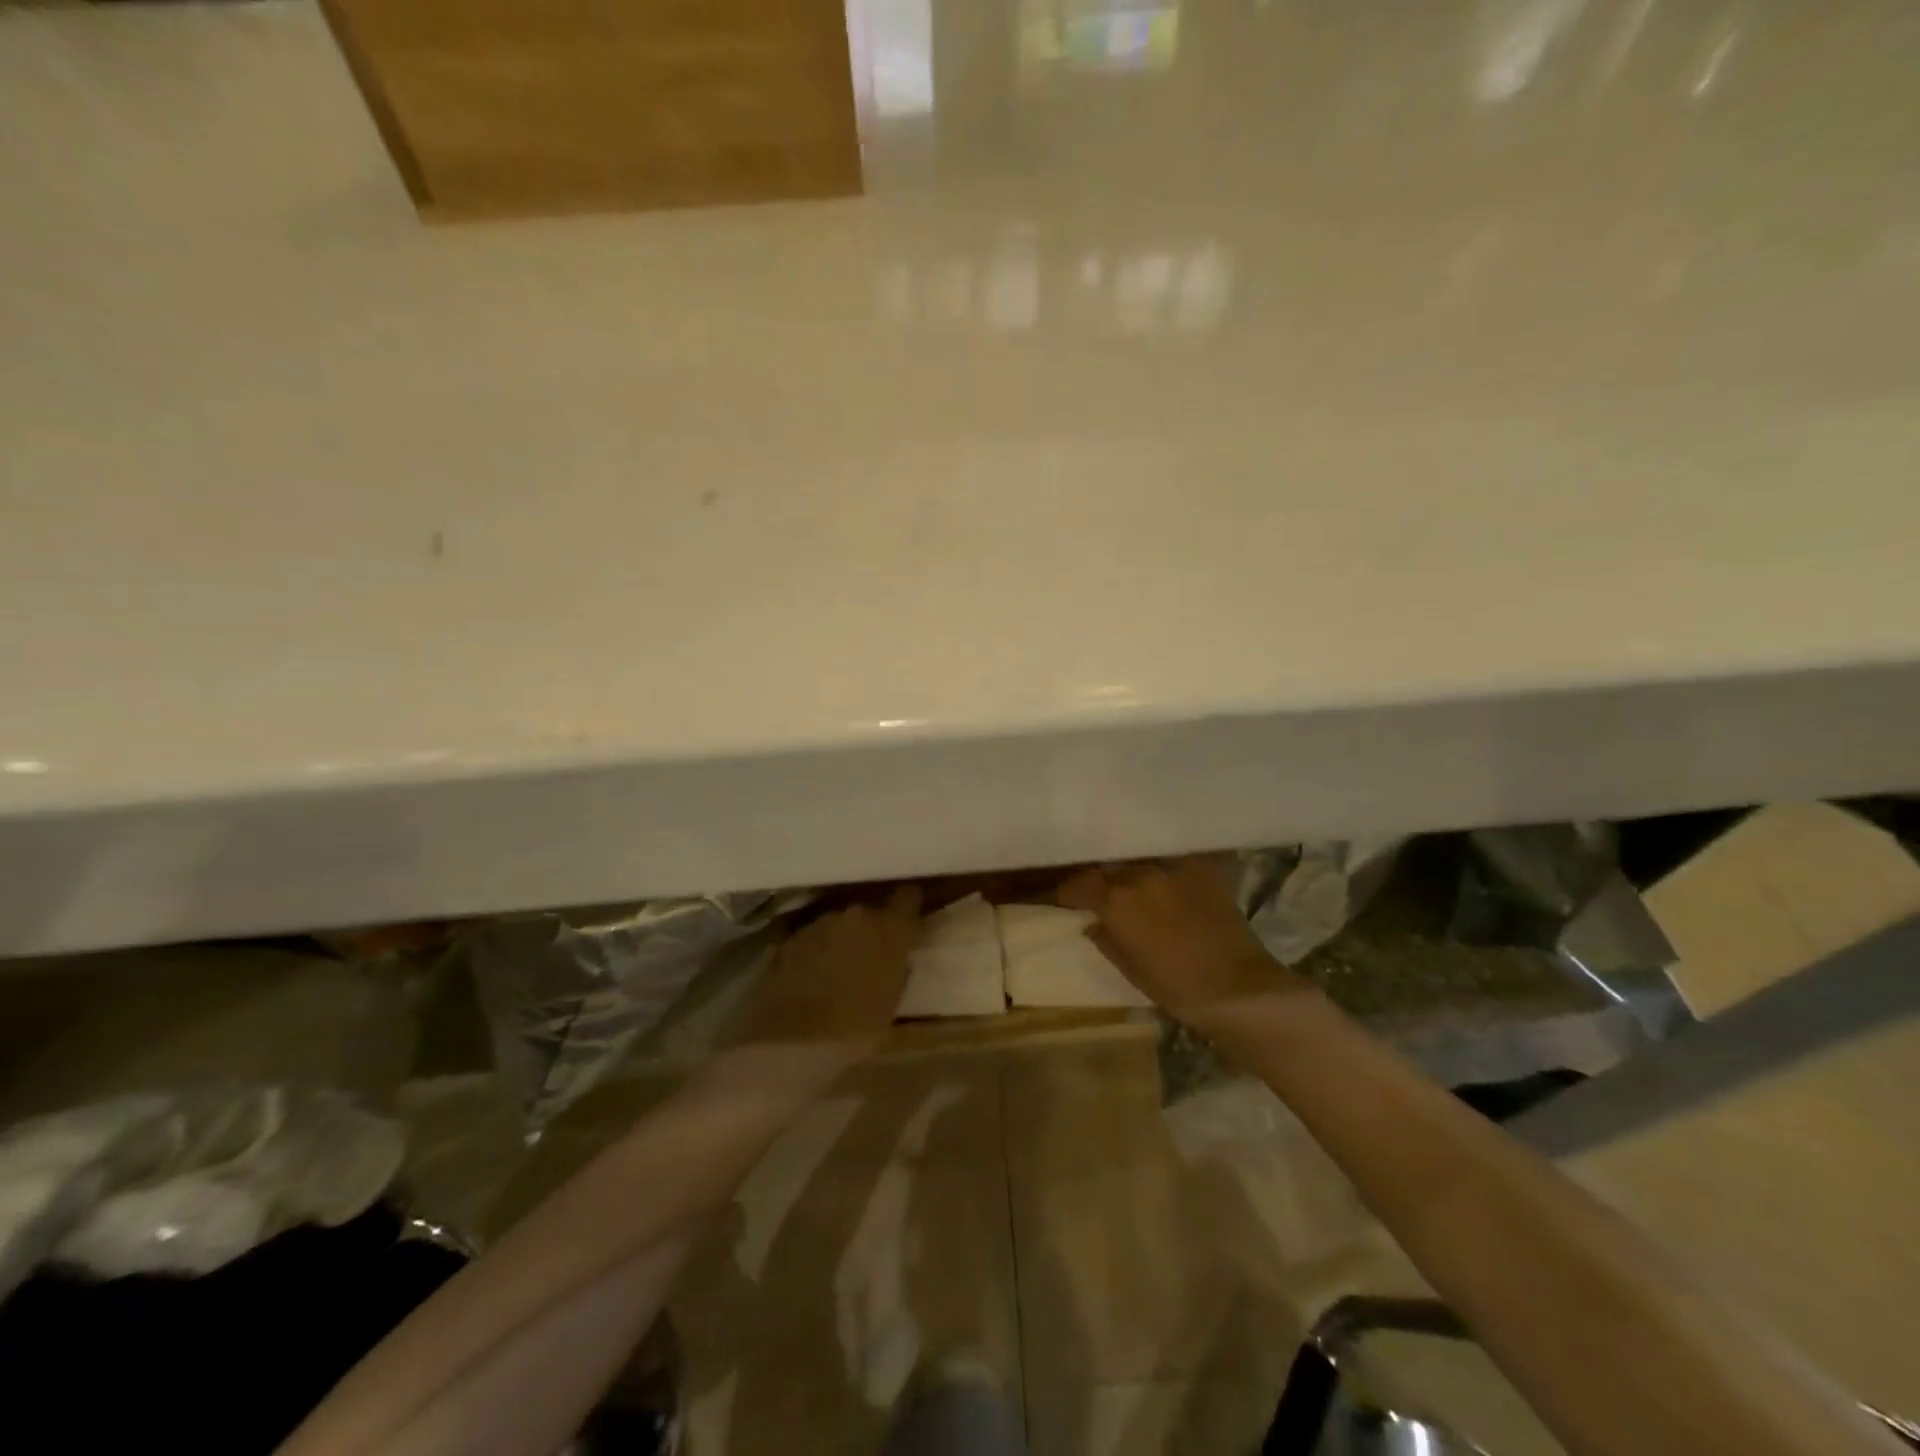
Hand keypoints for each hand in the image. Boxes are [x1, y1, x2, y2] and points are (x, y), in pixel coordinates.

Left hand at [736, 886, 922, 1050]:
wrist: (790, 1042)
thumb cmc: (854, 1031)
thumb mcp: (891, 1005)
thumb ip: (897, 971)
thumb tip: (897, 960)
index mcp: (889, 929)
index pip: (908, 898)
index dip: (908, 908)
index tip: (908, 922)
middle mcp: (856, 915)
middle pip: (869, 913)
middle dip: (871, 930)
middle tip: (870, 957)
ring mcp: (819, 923)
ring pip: (839, 924)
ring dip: (841, 940)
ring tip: (837, 970)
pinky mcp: (790, 936)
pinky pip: (812, 938)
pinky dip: (815, 951)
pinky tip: (811, 976)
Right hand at [1059, 857, 1293, 1023]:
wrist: (1237, 988)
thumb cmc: (1177, 987)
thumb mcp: (1131, 970)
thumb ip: (1107, 941)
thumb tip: (1093, 925)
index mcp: (1116, 901)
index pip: (1079, 884)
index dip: (1068, 892)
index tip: (1065, 900)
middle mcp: (1140, 876)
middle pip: (1109, 868)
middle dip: (1100, 880)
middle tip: (1100, 893)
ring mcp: (1173, 869)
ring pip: (1141, 862)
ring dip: (1132, 873)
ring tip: (1133, 884)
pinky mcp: (1202, 870)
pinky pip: (1174, 860)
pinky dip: (1165, 868)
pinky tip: (1167, 879)